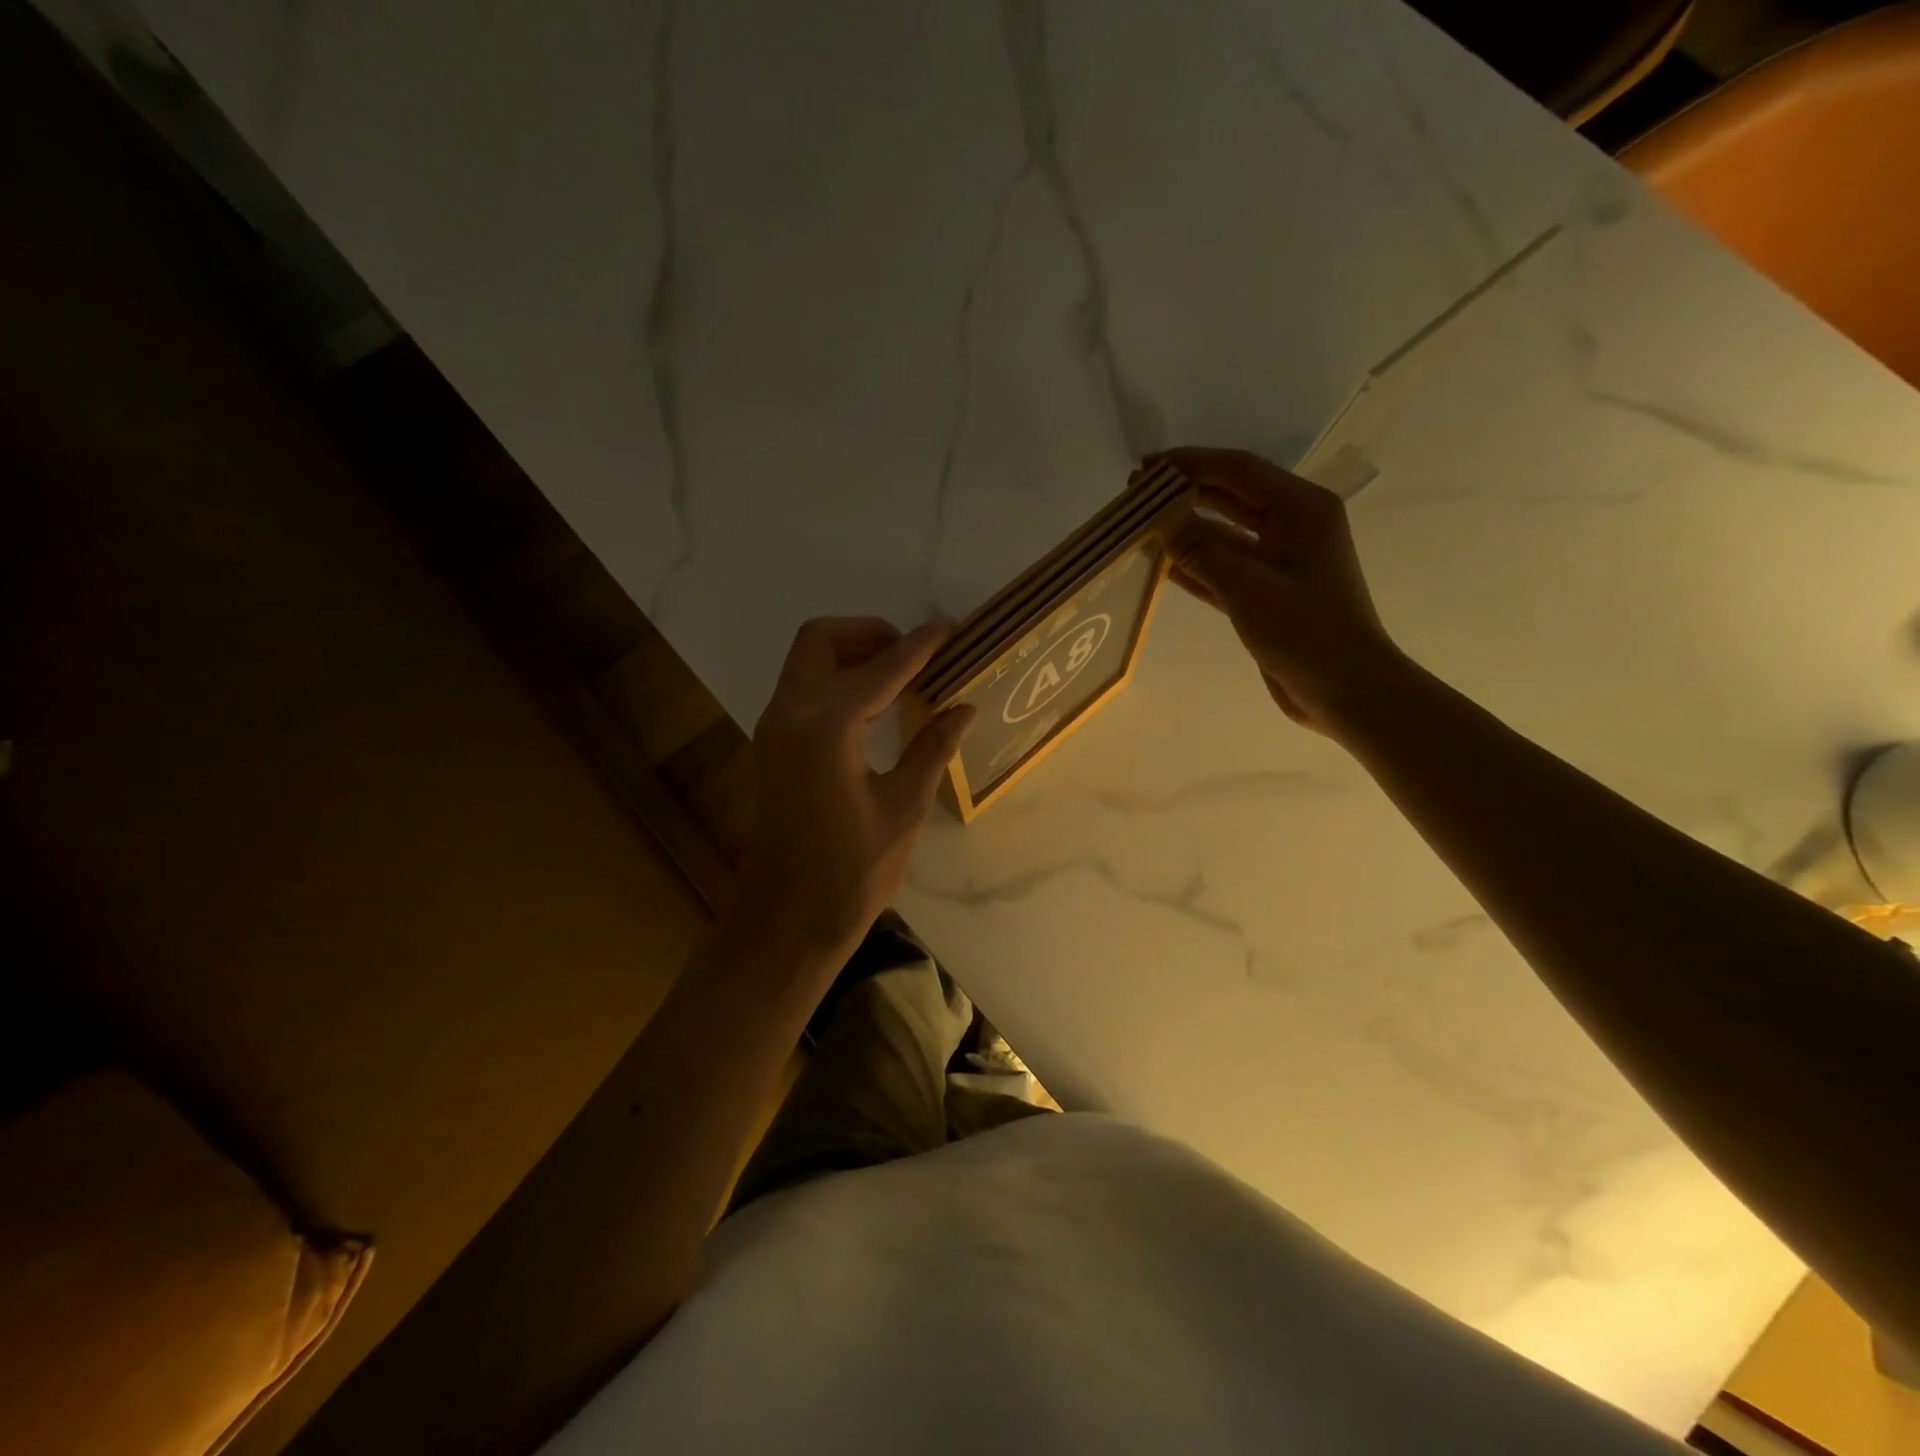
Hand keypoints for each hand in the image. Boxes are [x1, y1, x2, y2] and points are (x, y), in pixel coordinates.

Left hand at [738, 617, 975, 964]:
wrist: (788, 920)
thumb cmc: (851, 871)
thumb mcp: (904, 808)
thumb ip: (931, 748)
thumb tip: (963, 707)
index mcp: (826, 728)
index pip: (881, 668)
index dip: (920, 646)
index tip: (951, 628)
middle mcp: (790, 715)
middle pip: (820, 641)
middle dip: (869, 634)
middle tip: (915, 655)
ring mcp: (774, 729)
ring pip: (806, 662)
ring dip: (851, 655)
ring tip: (903, 676)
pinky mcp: (773, 747)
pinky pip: (803, 690)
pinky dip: (837, 680)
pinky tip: (875, 707)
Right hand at [1163, 446, 1408, 737]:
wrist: (1346, 691)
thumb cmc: (1306, 632)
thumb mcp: (1248, 587)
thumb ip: (1200, 549)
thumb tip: (1158, 516)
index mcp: (1303, 509)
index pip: (1240, 471)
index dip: (1191, 464)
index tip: (1146, 468)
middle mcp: (1293, 526)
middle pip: (1231, 498)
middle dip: (1185, 494)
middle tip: (1136, 495)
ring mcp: (1279, 561)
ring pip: (1224, 535)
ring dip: (1185, 531)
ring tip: (1140, 527)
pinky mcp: (1265, 593)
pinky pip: (1223, 569)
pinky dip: (1194, 566)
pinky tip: (1160, 566)